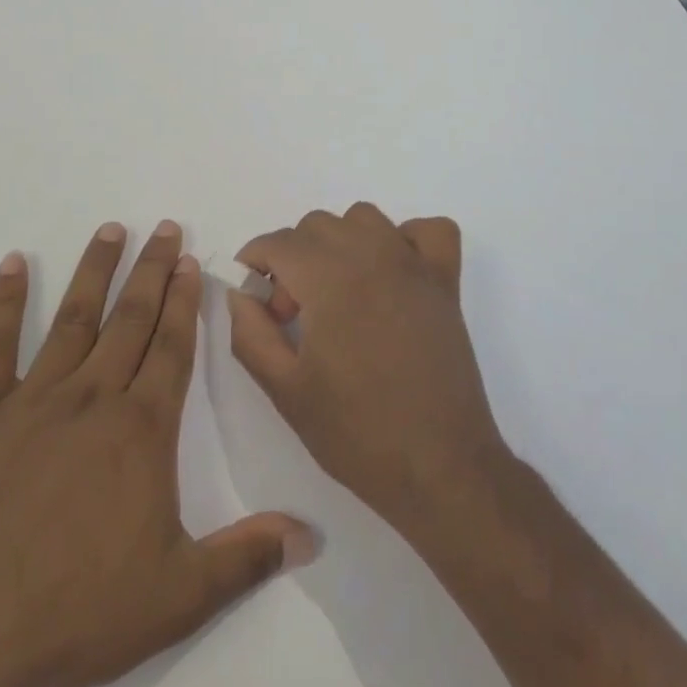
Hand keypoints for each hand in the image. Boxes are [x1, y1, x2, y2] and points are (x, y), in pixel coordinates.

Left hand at [0, 221, 311, 686]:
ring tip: (111, 230)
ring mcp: (34, 402)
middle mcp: (92, 398)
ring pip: (74, 319)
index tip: (192, 262)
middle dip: (152, 270)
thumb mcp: (180, 596)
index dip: (186, 302)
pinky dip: (5, 303)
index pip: (172, 347)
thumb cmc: (80, 612)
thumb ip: (248, 557)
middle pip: (131, 319)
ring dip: (95, 271)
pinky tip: (13, 263)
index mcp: (140, 429)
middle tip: (166, 228)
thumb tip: (311, 537)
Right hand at [227, 203, 510, 537]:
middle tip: (294, 313)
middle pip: (317, 225)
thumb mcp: (285, 390)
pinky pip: (427, 230)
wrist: (439, 467)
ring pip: (364, 218)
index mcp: (330, 279)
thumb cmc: (357, 433)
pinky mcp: (445, 282)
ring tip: (337, 291)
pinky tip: (391, 273)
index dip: (256, 263)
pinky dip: (405, 239)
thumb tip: (241, 293)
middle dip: (293, 258)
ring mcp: (414, 265)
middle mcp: (372, 256)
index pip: (280, 242)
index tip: (256, 299)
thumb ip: (250, 333)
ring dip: (340, 242)